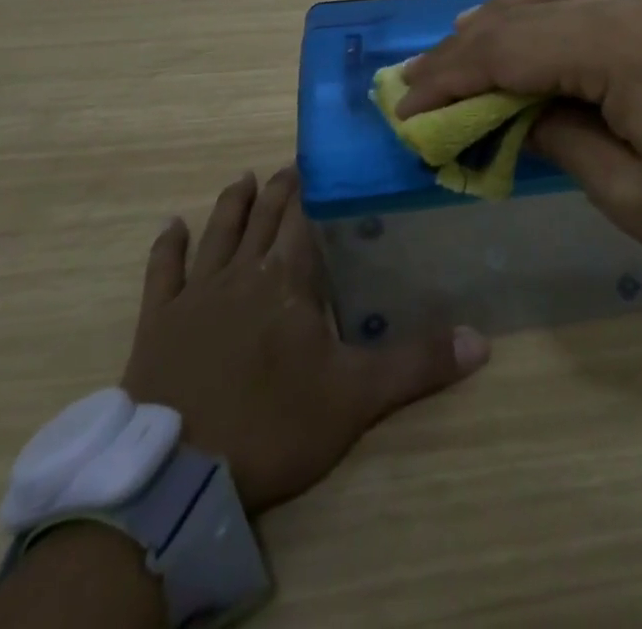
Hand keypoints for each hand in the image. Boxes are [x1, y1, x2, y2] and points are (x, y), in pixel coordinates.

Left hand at [120, 167, 489, 513]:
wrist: (177, 476)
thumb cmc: (272, 426)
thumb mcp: (356, 399)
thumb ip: (417, 364)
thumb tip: (482, 340)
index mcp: (289, 278)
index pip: (305, 219)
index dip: (313, 190)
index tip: (320, 164)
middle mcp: (243, 271)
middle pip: (264, 218)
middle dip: (279, 190)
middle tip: (289, 167)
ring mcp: (196, 294)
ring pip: (218, 233)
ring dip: (232, 204)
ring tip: (243, 179)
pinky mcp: (158, 322)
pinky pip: (163, 272)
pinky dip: (167, 246)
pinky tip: (171, 225)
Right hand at [399, 0, 641, 274]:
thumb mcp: (638, 198)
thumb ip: (566, 145)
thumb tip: (523, 115)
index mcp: (614, 49)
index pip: (505, 52)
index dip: (448, 78)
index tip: (406, 108)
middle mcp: (627, 5)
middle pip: (522, 13)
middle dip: (464, 48)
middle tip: (422, 82)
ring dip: (506, 14)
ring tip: (467, 41)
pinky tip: (552, 0)